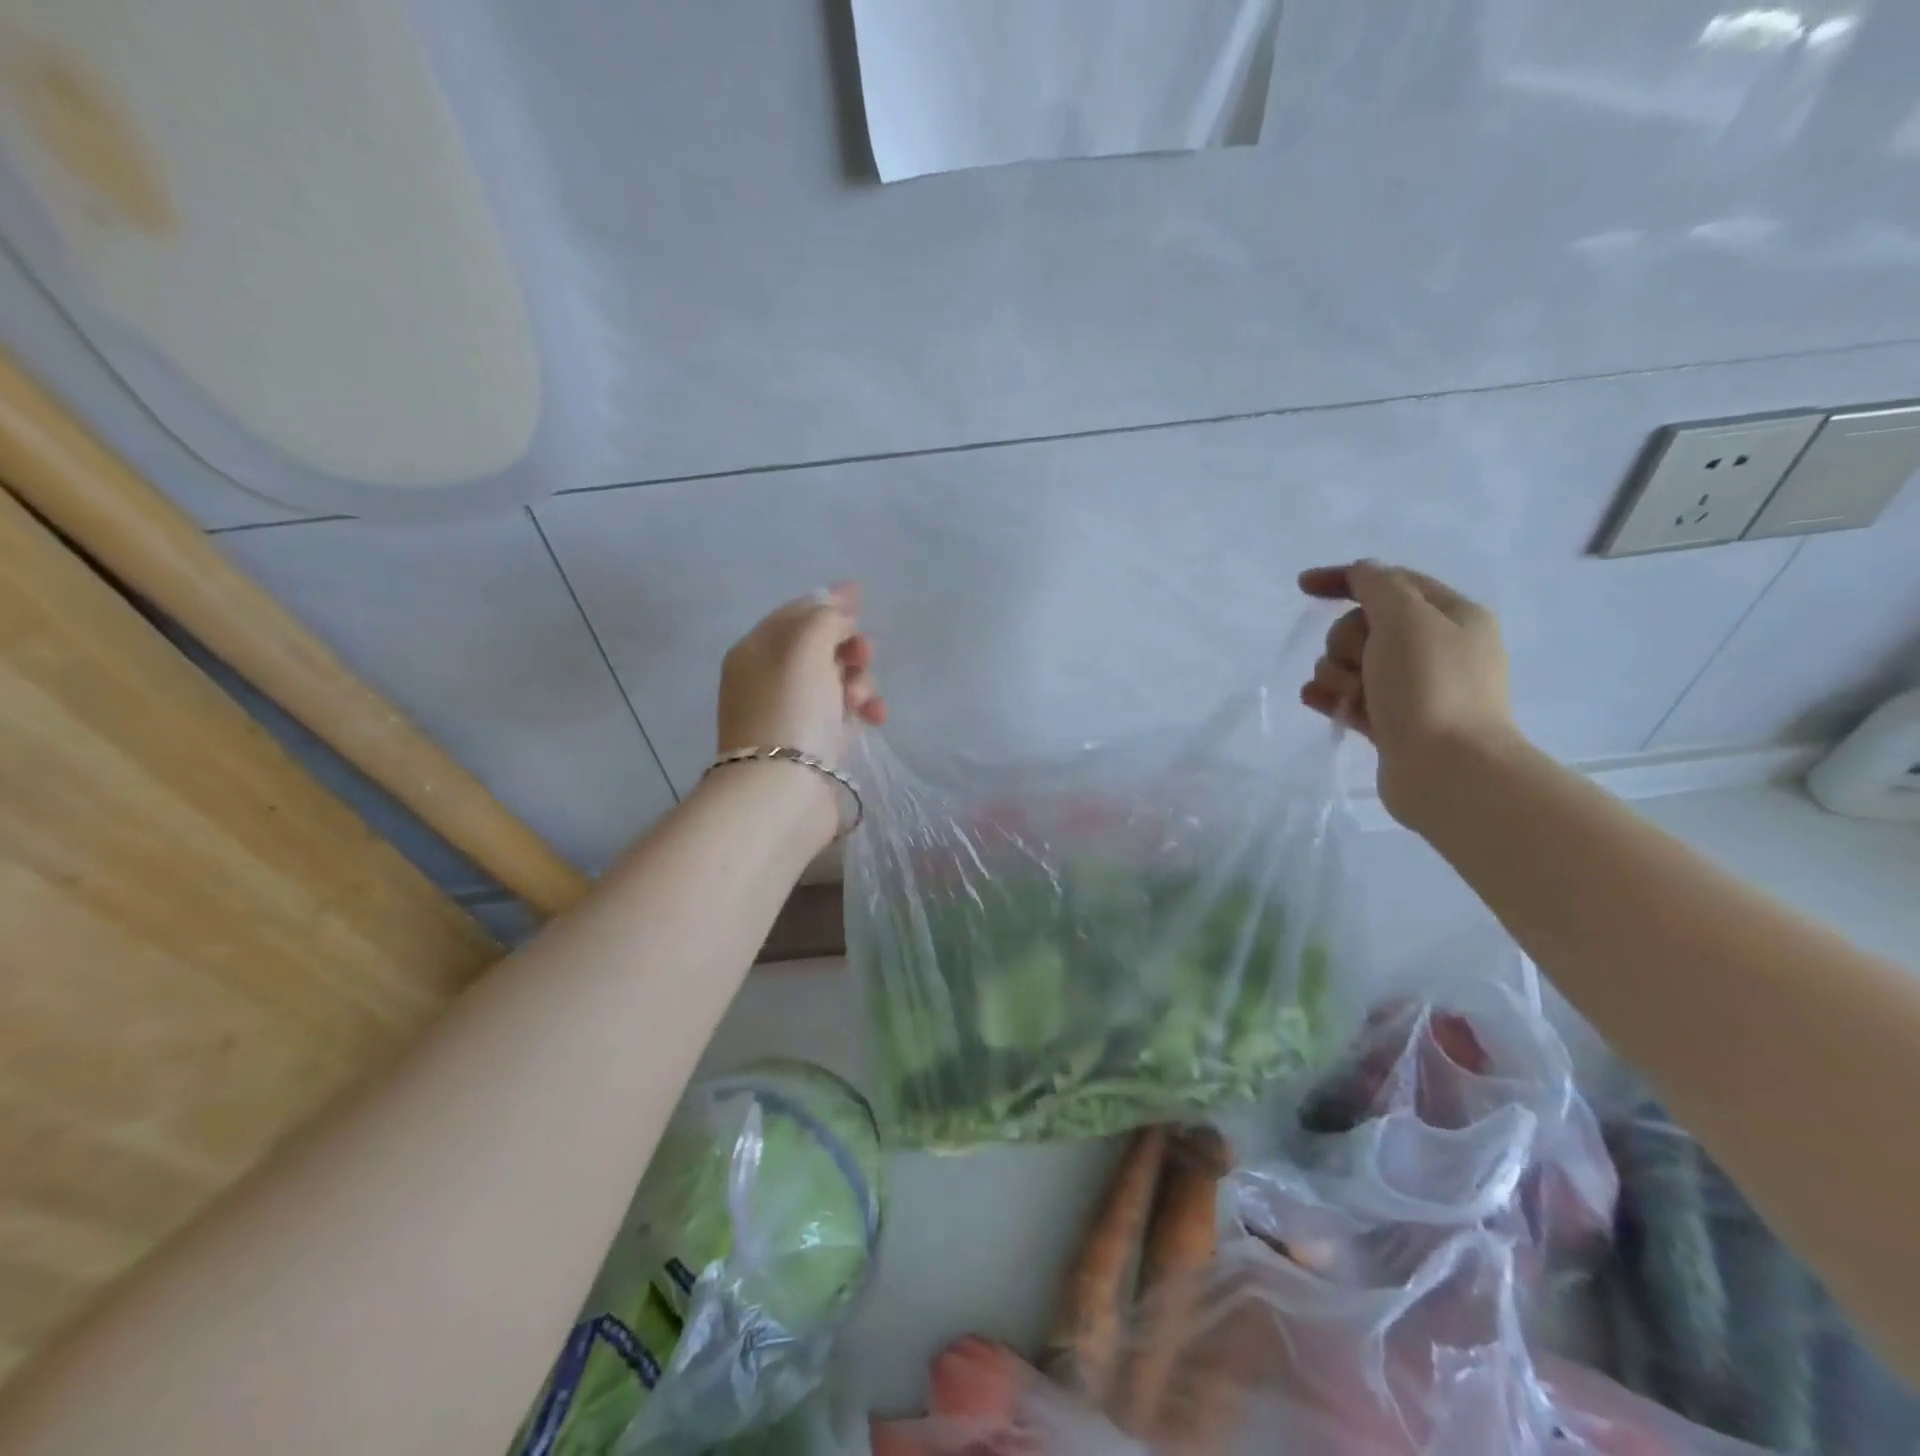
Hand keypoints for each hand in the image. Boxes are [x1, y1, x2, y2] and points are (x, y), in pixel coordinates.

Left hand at [717, 581, 885, 769]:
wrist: (782, 791)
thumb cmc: (791, 710)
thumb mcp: (806, 647)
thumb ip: (826, 616)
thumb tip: (841, 598)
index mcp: (755, 650)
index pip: (795, 613)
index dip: (828, 603)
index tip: (862, 600)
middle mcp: (767, 679)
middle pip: (817, 647)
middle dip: (847, 646)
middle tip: (864, 656)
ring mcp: (789, 713)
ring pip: (834, 680)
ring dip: (859, 680)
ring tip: (864, 698)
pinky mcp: (810, 744)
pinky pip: (841, 713)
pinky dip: (860, 709)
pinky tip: (875, 717)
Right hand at [1298, 561, 1520, 822]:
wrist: (1449, 771)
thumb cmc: (1430, 687)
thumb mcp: (1405, 619)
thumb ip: (1378, 586)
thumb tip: (1362, 572)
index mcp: (1452, 616)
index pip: (1390, 581)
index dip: (1345, 579)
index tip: (1303, 587)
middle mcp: (1437, 649)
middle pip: (1364, 626)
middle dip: (1346, 642)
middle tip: (1359, 663)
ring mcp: (1415, 689)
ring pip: (1352, 664)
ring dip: (1338, 674)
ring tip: (1350, 697)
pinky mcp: (1394, 723)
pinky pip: (1350, 697)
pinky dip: (1332, 696)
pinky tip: (1315, 700)